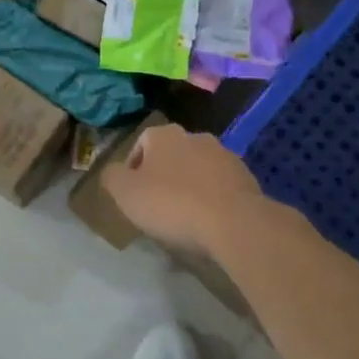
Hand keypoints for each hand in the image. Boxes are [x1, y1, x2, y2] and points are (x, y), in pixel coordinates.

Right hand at [101, 123, 265, 257]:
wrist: (234, 222)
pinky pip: (220, 187)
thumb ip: (112, 177)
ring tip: (185, 218)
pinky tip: (209, 223)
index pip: (141, 143)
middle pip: (171, 155)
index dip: (133, 168)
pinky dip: (212, 199)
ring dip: (189, 187)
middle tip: (157, 207)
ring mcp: (225, 155)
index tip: (133, 195)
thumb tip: (113, 172)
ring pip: (197, 170)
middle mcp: (196, 136)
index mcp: (165, 135)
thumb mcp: (126, 193)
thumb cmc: (172, 204)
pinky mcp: (246, 177)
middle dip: (163, 176)